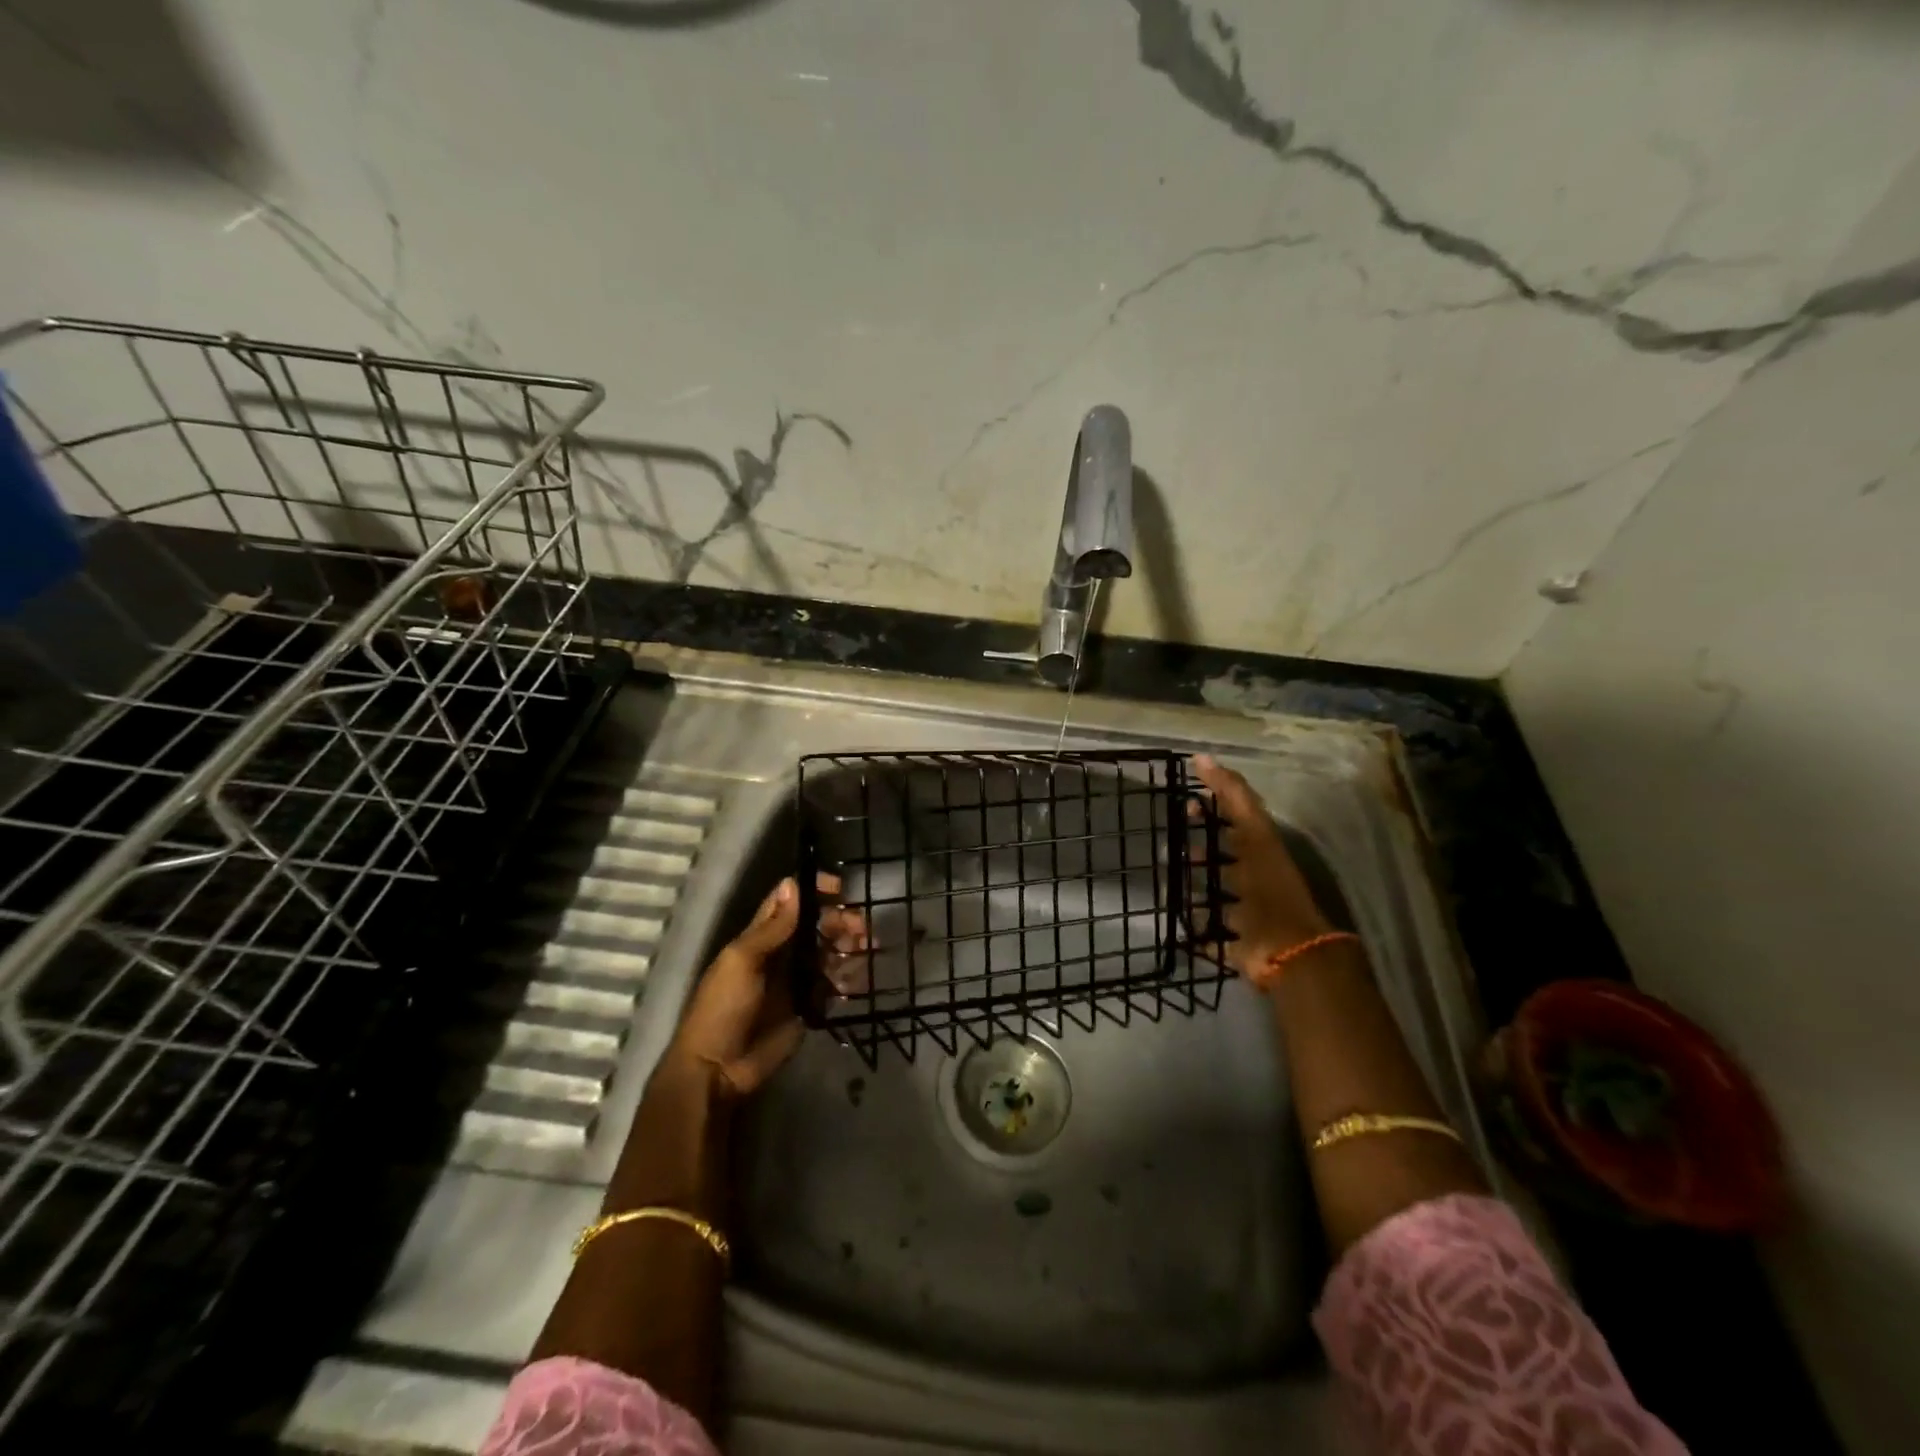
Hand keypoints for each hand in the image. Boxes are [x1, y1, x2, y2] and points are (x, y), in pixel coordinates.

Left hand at [661, 874, 866, 1098]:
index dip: (813, 889)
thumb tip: (793, 883)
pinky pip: (834, 986)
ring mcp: (796, 980)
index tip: (840, 888)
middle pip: (817, 926)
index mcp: (760, 937)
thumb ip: (772, 927)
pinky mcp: (808, 1006)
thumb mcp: (743, 961)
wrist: (718, 1070)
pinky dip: (849, 978)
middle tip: (862, 928)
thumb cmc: (724, 1008)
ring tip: (867, 949)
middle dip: (841, 920)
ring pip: (830, 953)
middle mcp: (781, 953)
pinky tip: (860, 979)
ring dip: (850, 946)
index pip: (789, 901)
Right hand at [1193, 754, 1334, 979]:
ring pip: (1214, 893)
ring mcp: (1244, 912)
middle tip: (1171, 842)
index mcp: (1260, 851)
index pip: (1235, 820)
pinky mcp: (1233, 942)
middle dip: (1199, 849)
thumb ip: (1233, 795)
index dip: (1213, 808)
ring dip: (1194, 886)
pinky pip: (1208, 933)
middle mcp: (1253, 879)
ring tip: (1167, 878)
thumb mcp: (1253, 833)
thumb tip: (1202, 756)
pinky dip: (1194, 928)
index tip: (1186, 800)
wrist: (1286, 949)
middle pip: (1224, 857)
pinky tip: (1176, 920)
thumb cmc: (1269, 886)